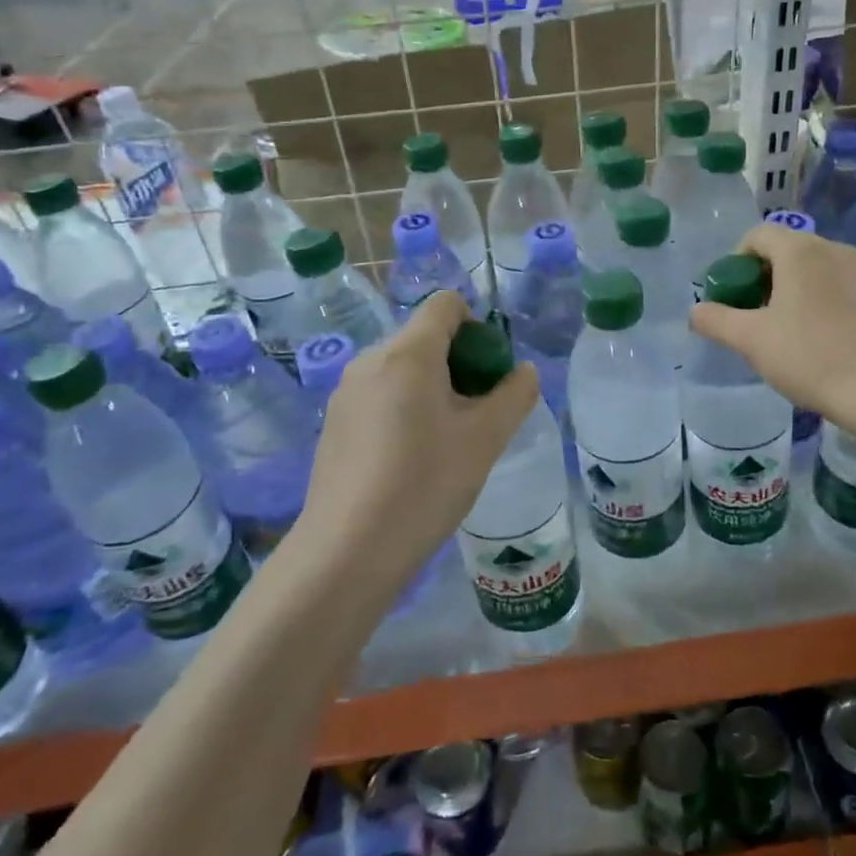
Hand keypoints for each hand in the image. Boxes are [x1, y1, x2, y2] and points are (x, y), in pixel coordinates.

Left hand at [300, 290, 539, 587]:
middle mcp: (370, 360)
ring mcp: (346, 392)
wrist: (347, 552)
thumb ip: (515, 394)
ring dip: (432, 388)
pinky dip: (404, 408)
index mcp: (408, 353)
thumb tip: (522, 371)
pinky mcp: (333, 423)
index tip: (488, 374)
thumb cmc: (425, 484)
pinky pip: (380, 395)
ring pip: (402, 368)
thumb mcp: (486, 439)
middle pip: (425, 337)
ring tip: (445, 442)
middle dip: (458, 363)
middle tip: (476, 415)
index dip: (477, 326)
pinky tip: (410, 460)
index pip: (446, 304)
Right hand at [689, 222, 855, 419]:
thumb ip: (716, 320)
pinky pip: (853, 290)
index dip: (738, 260)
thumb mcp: (751, 341)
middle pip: (792, 251)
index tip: (735, 294)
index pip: (759, 235)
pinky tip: (834, 341)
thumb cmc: (810, 357)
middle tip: (760, 315)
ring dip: (804, 289)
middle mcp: (837, 250)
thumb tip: (696, 311)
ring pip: (825, 270)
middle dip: (771, 276)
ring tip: (797, 330)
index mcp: (800, 251)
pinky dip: (836, 304)